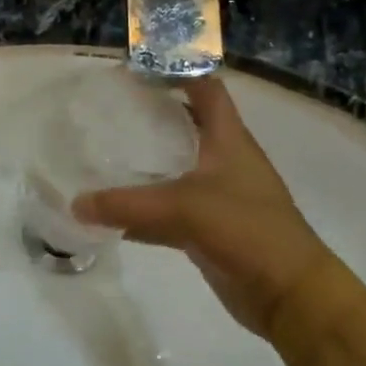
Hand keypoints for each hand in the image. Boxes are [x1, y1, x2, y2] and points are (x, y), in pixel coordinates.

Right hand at [73, 75, 335, 342]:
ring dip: (144, 165)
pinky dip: (141, 212)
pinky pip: (167, 212)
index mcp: (229, 140)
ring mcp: (217, 197)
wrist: (289, 294)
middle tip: (108, 112)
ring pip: (173, 170)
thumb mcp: (183, 209)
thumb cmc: (246, 231)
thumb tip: (76, 204)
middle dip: (150, 117)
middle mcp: (224, 161)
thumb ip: (126, 205)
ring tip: (101, 155)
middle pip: (185, 126)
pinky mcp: (208, 230)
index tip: (137, 71)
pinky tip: (110, 215)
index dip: (176, 72)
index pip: (206, 90)